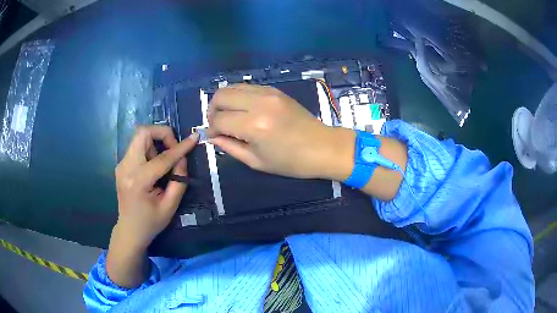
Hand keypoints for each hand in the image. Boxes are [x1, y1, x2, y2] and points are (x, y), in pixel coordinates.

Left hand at [114, 125, 197, 248]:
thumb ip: (179, 181)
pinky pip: (137, 146)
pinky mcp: (121, 165)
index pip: (162, 157)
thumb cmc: (151, 223)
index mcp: (138, 181)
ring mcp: (121, 164)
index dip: (180, 147)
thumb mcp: (170, 206)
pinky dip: (149, 149)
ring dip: (155, 142)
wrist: (129, 230)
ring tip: (163, 162)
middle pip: (142, 133)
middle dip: (162, 133)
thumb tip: (182, 158)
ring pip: (140, 137)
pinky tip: (154, 166)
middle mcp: (126, 168)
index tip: (194, 137)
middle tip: (173, 148)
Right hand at [207, 84, 354, 179]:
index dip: (211, 129)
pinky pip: (247, 86)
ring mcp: (268, 92)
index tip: (214, 136)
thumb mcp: (256, 161)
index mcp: (254, 126)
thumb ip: (230, 147)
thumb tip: (212, 136)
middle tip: (217, 123)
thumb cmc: (291, 161)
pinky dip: (238, 95)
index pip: (218, 120)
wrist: (323, 147)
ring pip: (232, 86)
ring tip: (228, 115)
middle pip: (220, 95)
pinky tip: (243, 108)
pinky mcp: (275, 89)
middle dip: (212, 110)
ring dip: (224, 100)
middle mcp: (258, 103)